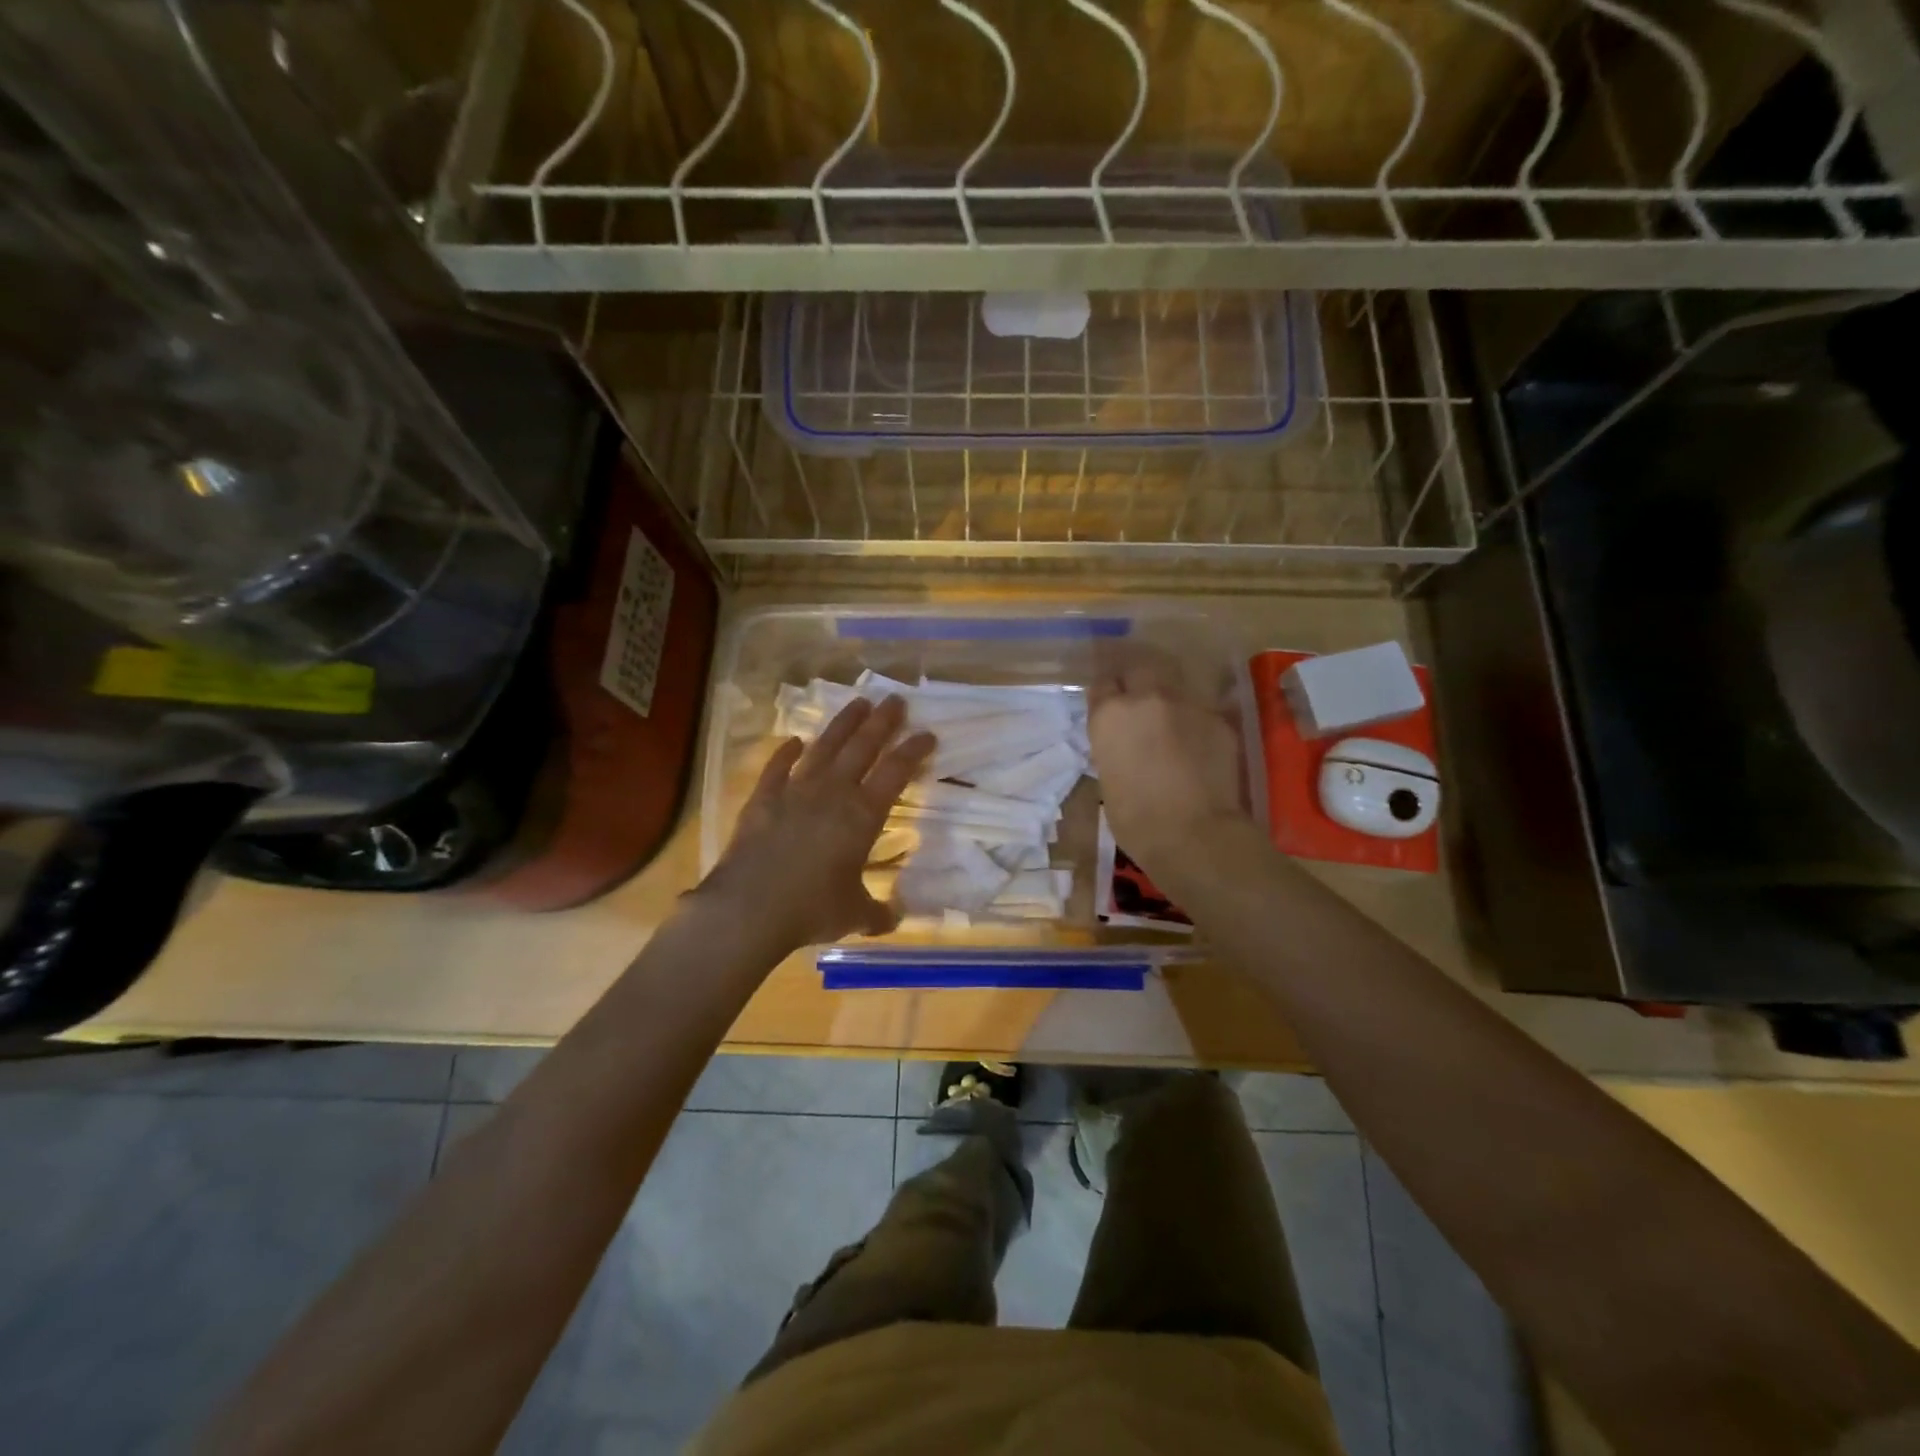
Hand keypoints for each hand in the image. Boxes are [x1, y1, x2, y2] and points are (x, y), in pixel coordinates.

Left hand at [694, 696, 934, 953]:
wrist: (750, 908)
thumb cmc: (811, 909)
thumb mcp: (854, 915)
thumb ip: (877, 913)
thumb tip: (894, 919)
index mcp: (862, 816)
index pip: (895, 772)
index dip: (913, 750)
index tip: (928, 733)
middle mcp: (832, 793)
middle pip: (862, 748)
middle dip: (882, 722)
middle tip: (896, 700)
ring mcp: (795, 791)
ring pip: (824, 748)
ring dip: (843, 724)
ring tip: (858, 703)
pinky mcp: (763, 799)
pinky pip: (777, 768)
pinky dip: (786, 752)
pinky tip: (794, 741)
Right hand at [1090, 662, 1249, 876]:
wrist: (1194, 834)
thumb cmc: (1135, 819)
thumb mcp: (1108, 777)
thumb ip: (1114, 746)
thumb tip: (1124, 741)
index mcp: (1110, 714)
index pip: (1101, 684)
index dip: (1105, 695)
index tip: (1107, 706)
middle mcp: (1147, 698)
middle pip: (1138, 668)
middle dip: (1135, 680)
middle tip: (1137, 700)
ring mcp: (1187, 704)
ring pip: (1173, 685)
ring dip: (1167, 697)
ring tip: (1169, 718)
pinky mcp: (1218, 719)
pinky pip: (1200, 710)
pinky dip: (1193, 721)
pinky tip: (1196, 742)